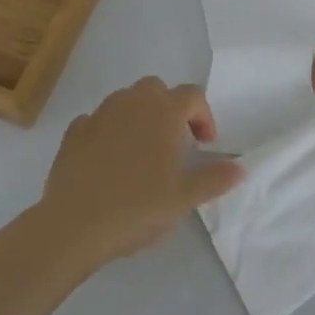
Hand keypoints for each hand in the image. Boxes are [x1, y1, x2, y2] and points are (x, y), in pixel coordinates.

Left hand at [38, 77, 244, 264]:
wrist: (74, 224)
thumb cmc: (137, 207)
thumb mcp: (184, 198)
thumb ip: (214, 179)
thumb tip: (240, 167)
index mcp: (163, 112)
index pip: (193, 95)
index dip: (204, 116)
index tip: (204, 145)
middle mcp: (132, 102)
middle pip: (157, 89)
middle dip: (170, 109)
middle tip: (175, 143)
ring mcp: (99, 114)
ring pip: (126, 100)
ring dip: (139, 116)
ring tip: (142, 152)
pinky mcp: (74, 132)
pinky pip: (97, 120)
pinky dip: (108, 131)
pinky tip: (108, 159)